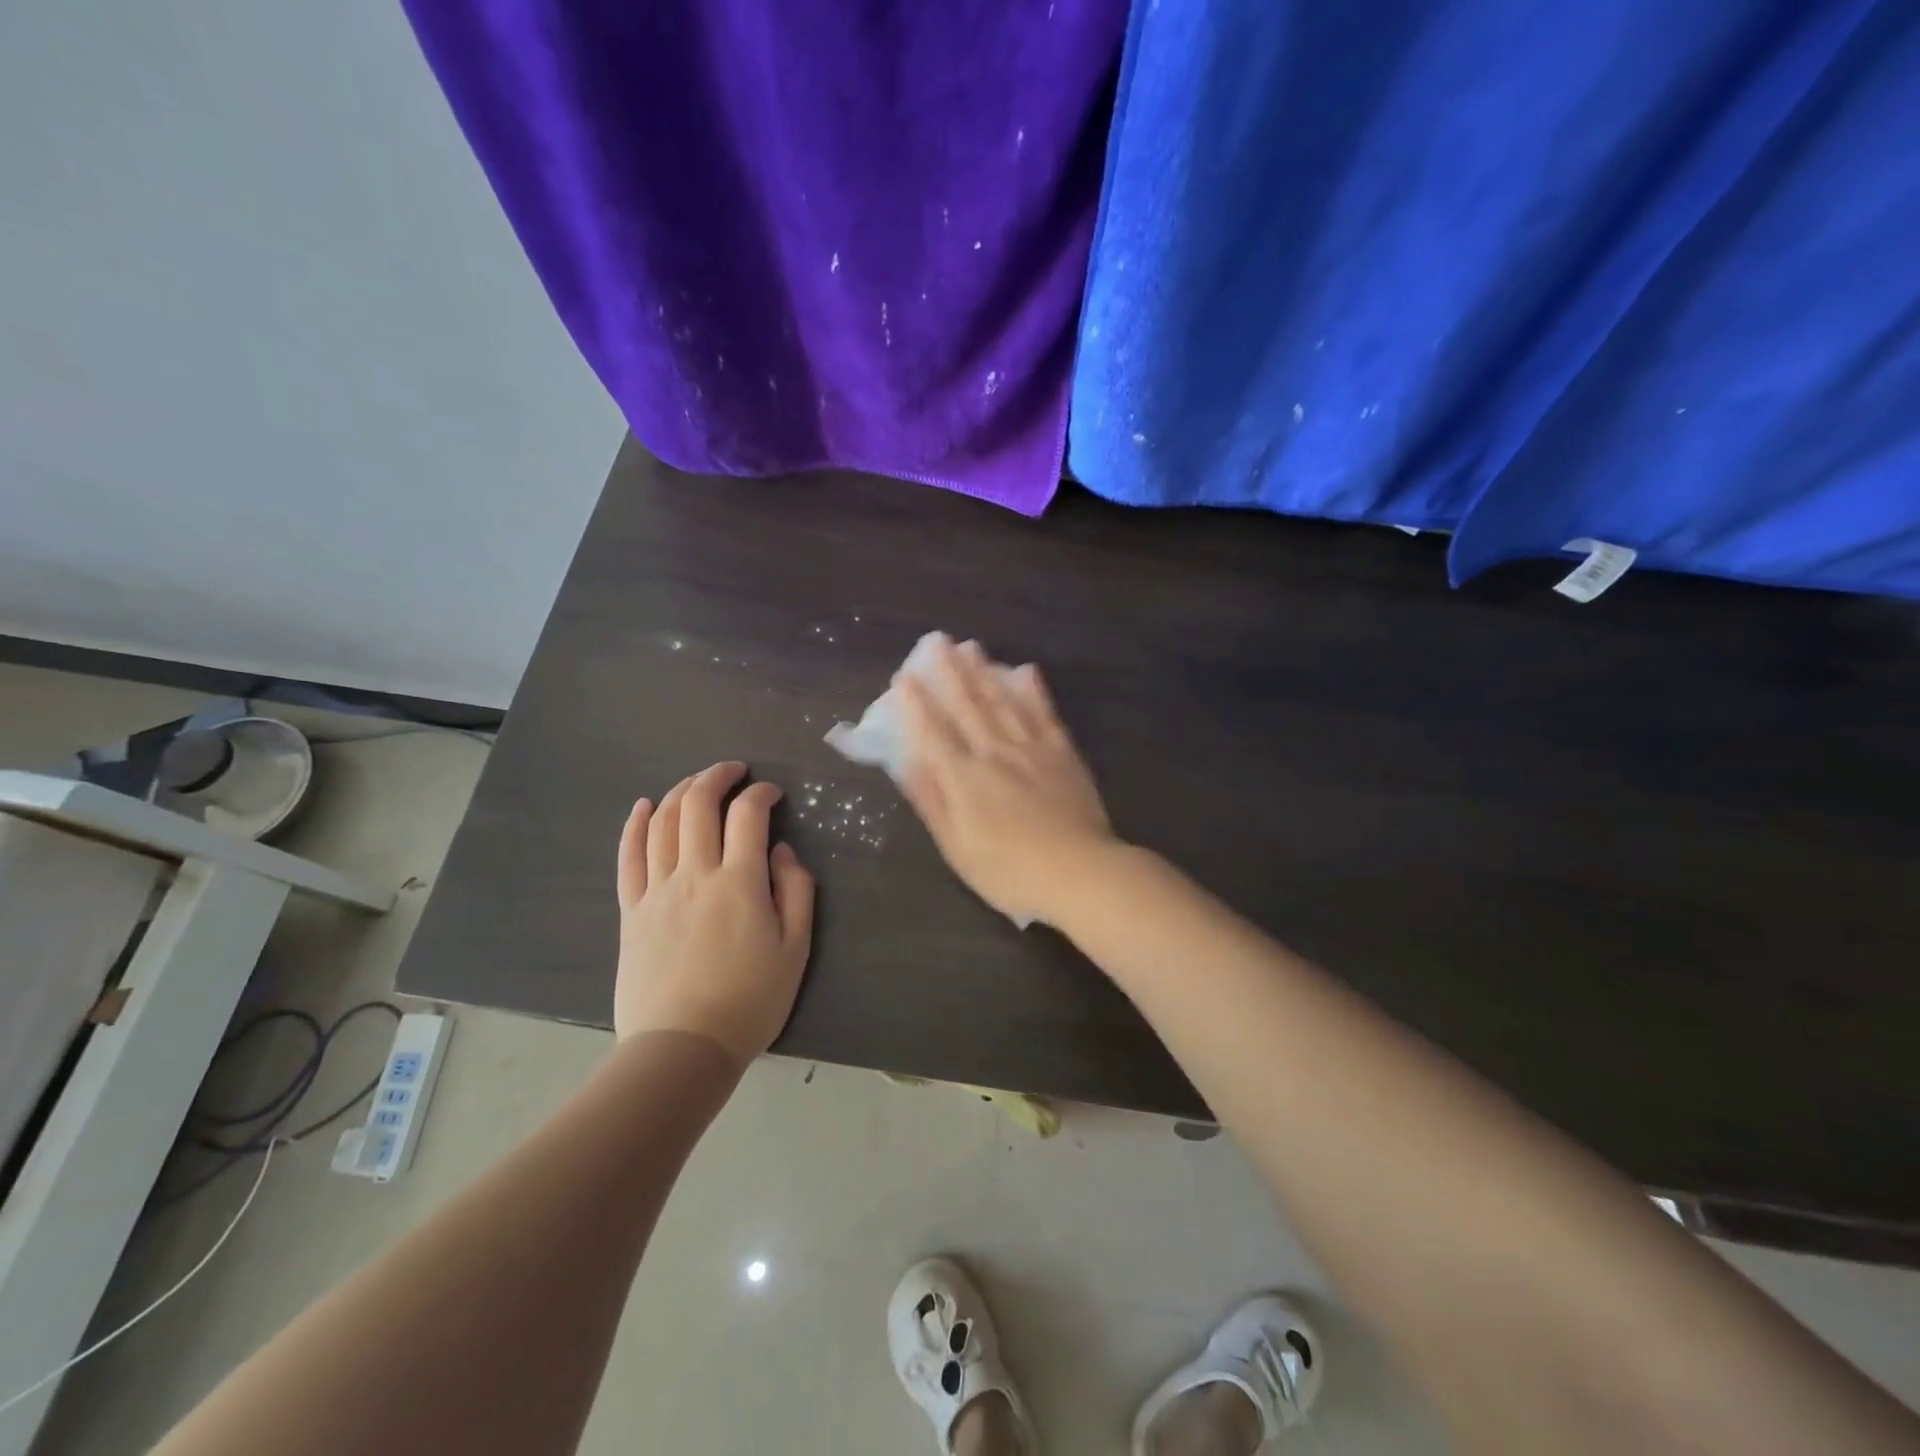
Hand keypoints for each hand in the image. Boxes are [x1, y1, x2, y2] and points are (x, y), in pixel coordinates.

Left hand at [614, 761, 815, 1064]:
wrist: (683, 1048)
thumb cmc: (749, 1001)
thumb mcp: (795, 949)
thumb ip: (796, 892)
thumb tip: (782, 852)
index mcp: (740, 882)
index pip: (748, 815)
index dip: (761, 793)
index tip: (772, 794)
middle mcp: (695, 874)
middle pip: (698, 805)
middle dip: (717, 777)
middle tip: (734, 771)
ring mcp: (657, 890)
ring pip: (663, 822)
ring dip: (681, 791)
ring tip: (697, 783)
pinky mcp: (631, 911)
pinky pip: (628, 857)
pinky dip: (635, 825)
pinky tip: (644, 806)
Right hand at [898, 636, 1117, 925]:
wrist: (1079, 872)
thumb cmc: (1009, 870)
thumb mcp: (957, 847)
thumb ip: (931, 800)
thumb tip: (907, 760)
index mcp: (965, 777)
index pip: (933, 732)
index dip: (916, 704)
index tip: (903, 677)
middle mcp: (995, 753)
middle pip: (968, 706)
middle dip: (949, 672)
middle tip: (937, 642)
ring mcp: (1032, 749)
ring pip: (1003, 701)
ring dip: (984, 672)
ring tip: (971, 647)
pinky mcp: (1062, 753)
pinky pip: (1044, 714)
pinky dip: (1034, 691)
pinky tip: (1026, 670)